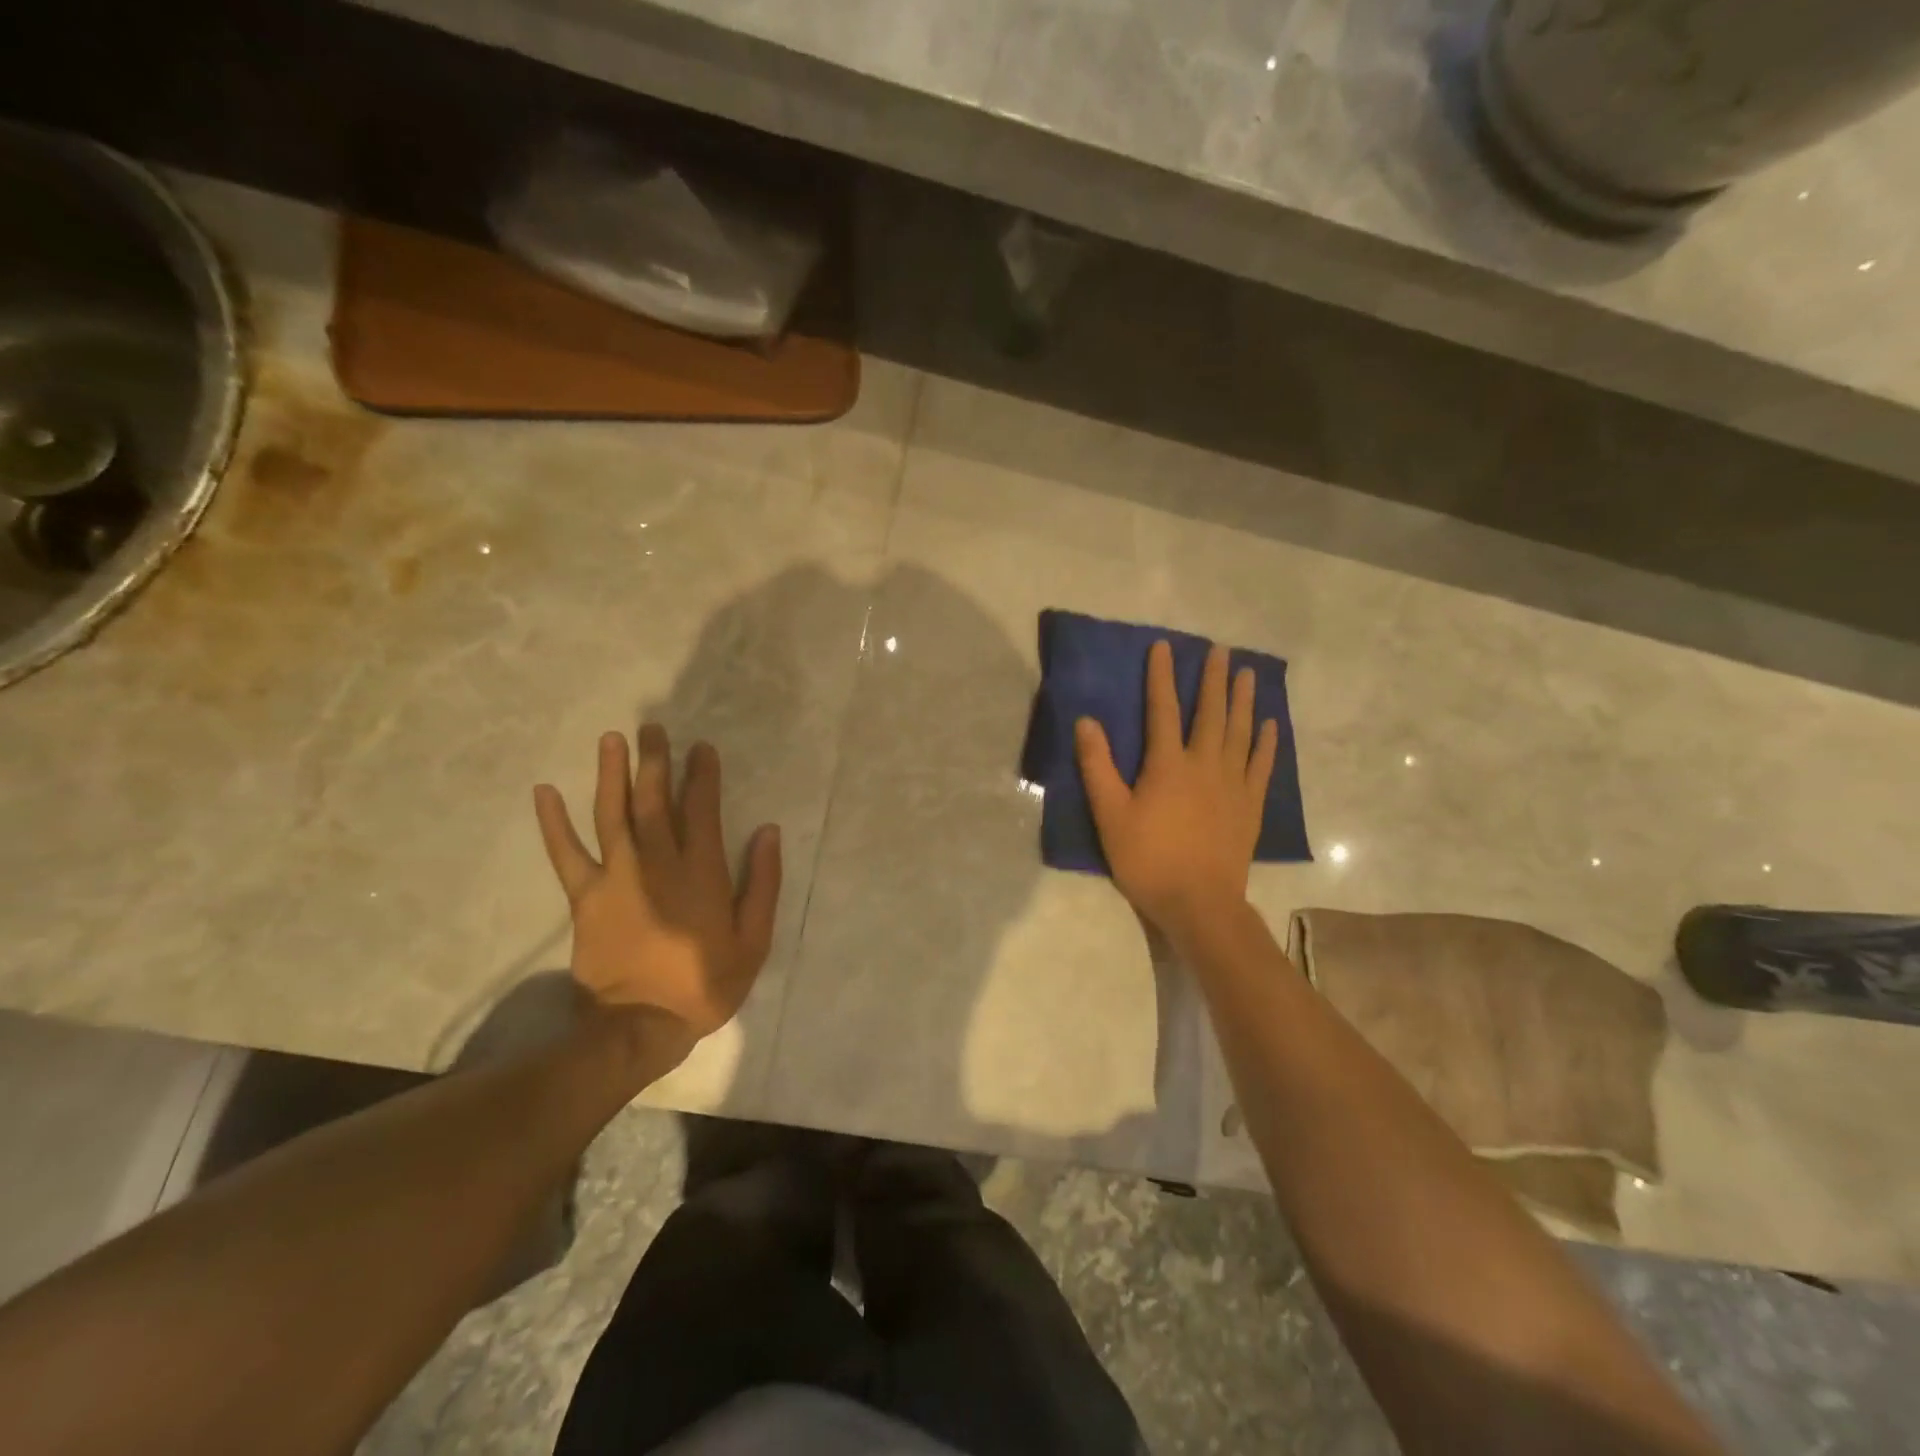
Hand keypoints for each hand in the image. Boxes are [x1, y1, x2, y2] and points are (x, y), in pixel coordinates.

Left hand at [533, 727, 781, 1043]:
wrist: (641, 1026)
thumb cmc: (705, 983)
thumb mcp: (754, 940)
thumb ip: (762, 883)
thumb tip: (767, 832)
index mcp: (701, 872)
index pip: (701, 809)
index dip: (702, 775)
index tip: (701, 748)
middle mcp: (658, 863)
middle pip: (654, 801)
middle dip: (655, 761)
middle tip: (653, 728)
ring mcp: (616, 877)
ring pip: (612, 814)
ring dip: (611, 774)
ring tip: (612, 739)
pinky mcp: (585, 897)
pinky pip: (566, 854)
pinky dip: (553, 823)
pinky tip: (544, 791)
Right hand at [1075, 640, 1276, 944]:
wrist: (1199, 903)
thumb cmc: (1148, 859)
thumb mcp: (1110, 815)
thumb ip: (1098, 767)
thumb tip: (1086, 721)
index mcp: (1168, 765)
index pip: (1162, 710)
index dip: (1161, 677)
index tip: (1163, 647)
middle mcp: (1204, 765)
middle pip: (1211, 713)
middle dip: (1214, 679)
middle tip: (1221, 649)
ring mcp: (1232, 784)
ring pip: (1241, 733)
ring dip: (1243, 701)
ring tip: (1247, 674)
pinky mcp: (1250, 805)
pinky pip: (1261, 765)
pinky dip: (1266, 742)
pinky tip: (1270, 725)